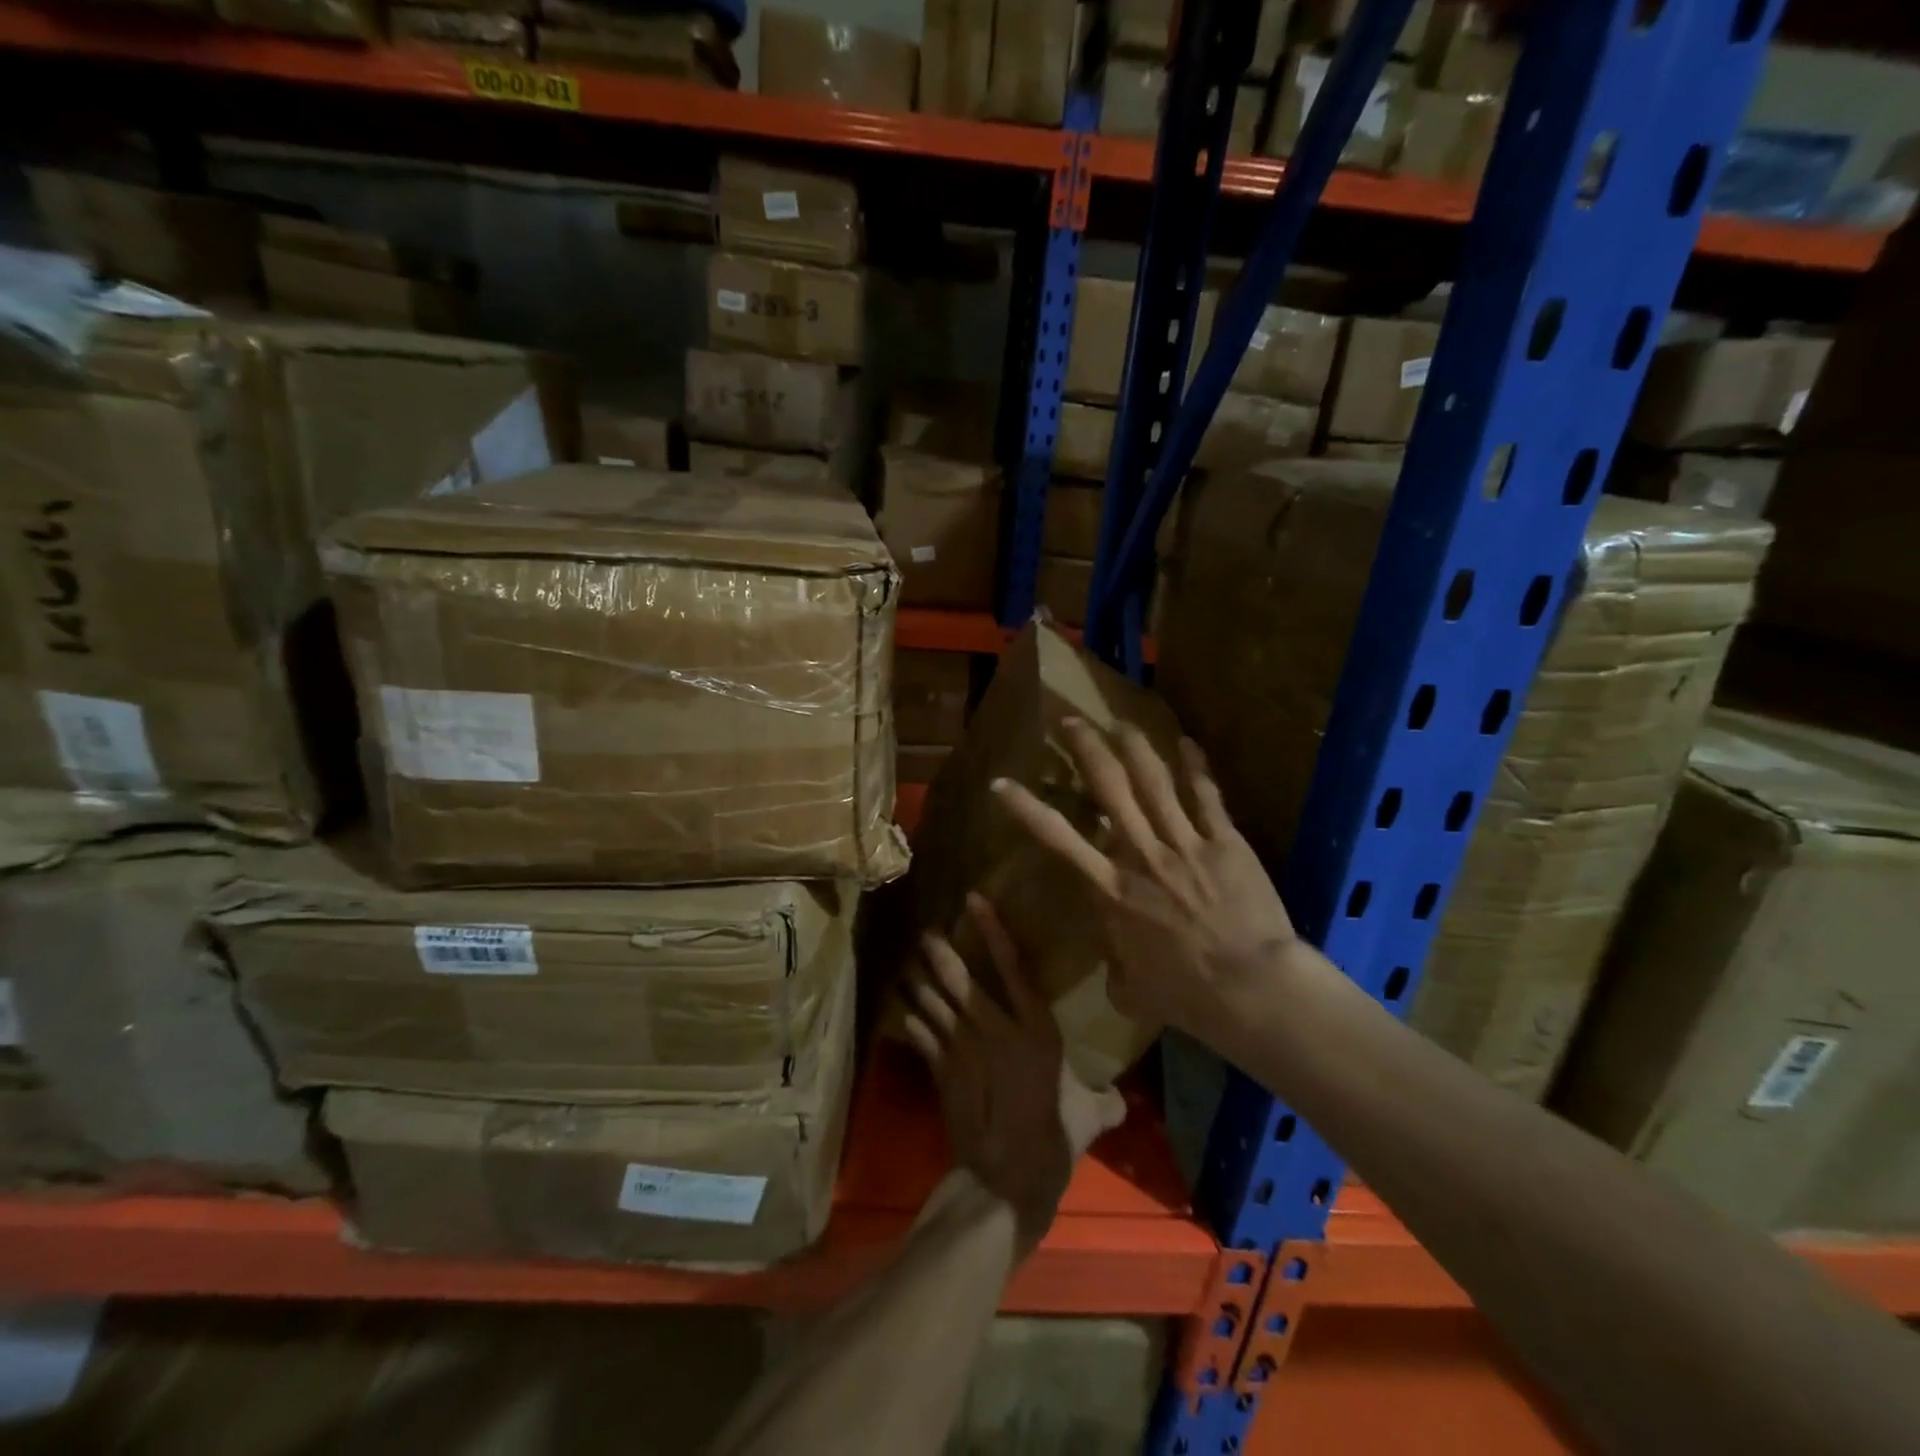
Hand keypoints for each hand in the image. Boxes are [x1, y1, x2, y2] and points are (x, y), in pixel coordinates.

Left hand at [901, 892, 1125, 1253]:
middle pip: (960, 980)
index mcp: (1037, 1030)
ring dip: (919, 982)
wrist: (1007, 1181)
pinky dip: (911, 1021)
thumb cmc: (1054, 1140)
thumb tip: (1119, 1100)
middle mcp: (996, 1030)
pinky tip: (902, 1009)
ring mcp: (963, 1050)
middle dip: (940, 952)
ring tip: (909, 964)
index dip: (993, 931)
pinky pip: (921, 1035)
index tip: (973, 901)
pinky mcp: (942, 1072)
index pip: (1014, 968)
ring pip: (934, 1003)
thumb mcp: (1089, 1117)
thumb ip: (1103, 1101)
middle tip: (928, 932)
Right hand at [991, 720, 1324, 1050]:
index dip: (1025, 808)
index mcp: (1111, 890)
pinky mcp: (1224, 841)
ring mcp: (1184, 843)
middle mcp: (1140, 855)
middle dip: (1085, 749)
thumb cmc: (1186, 996)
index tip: (1001, 784)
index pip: (1057, 839)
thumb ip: (1118, 970)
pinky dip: (1196, 767)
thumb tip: (1117, 970)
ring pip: (1153, 781)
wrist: (1249, 989)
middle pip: (1108, 788)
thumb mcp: (1133, 992)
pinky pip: (1206, 796)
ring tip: (1118, 721)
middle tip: (1070, 722)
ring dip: (1133, 746)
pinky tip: (1188, 743)